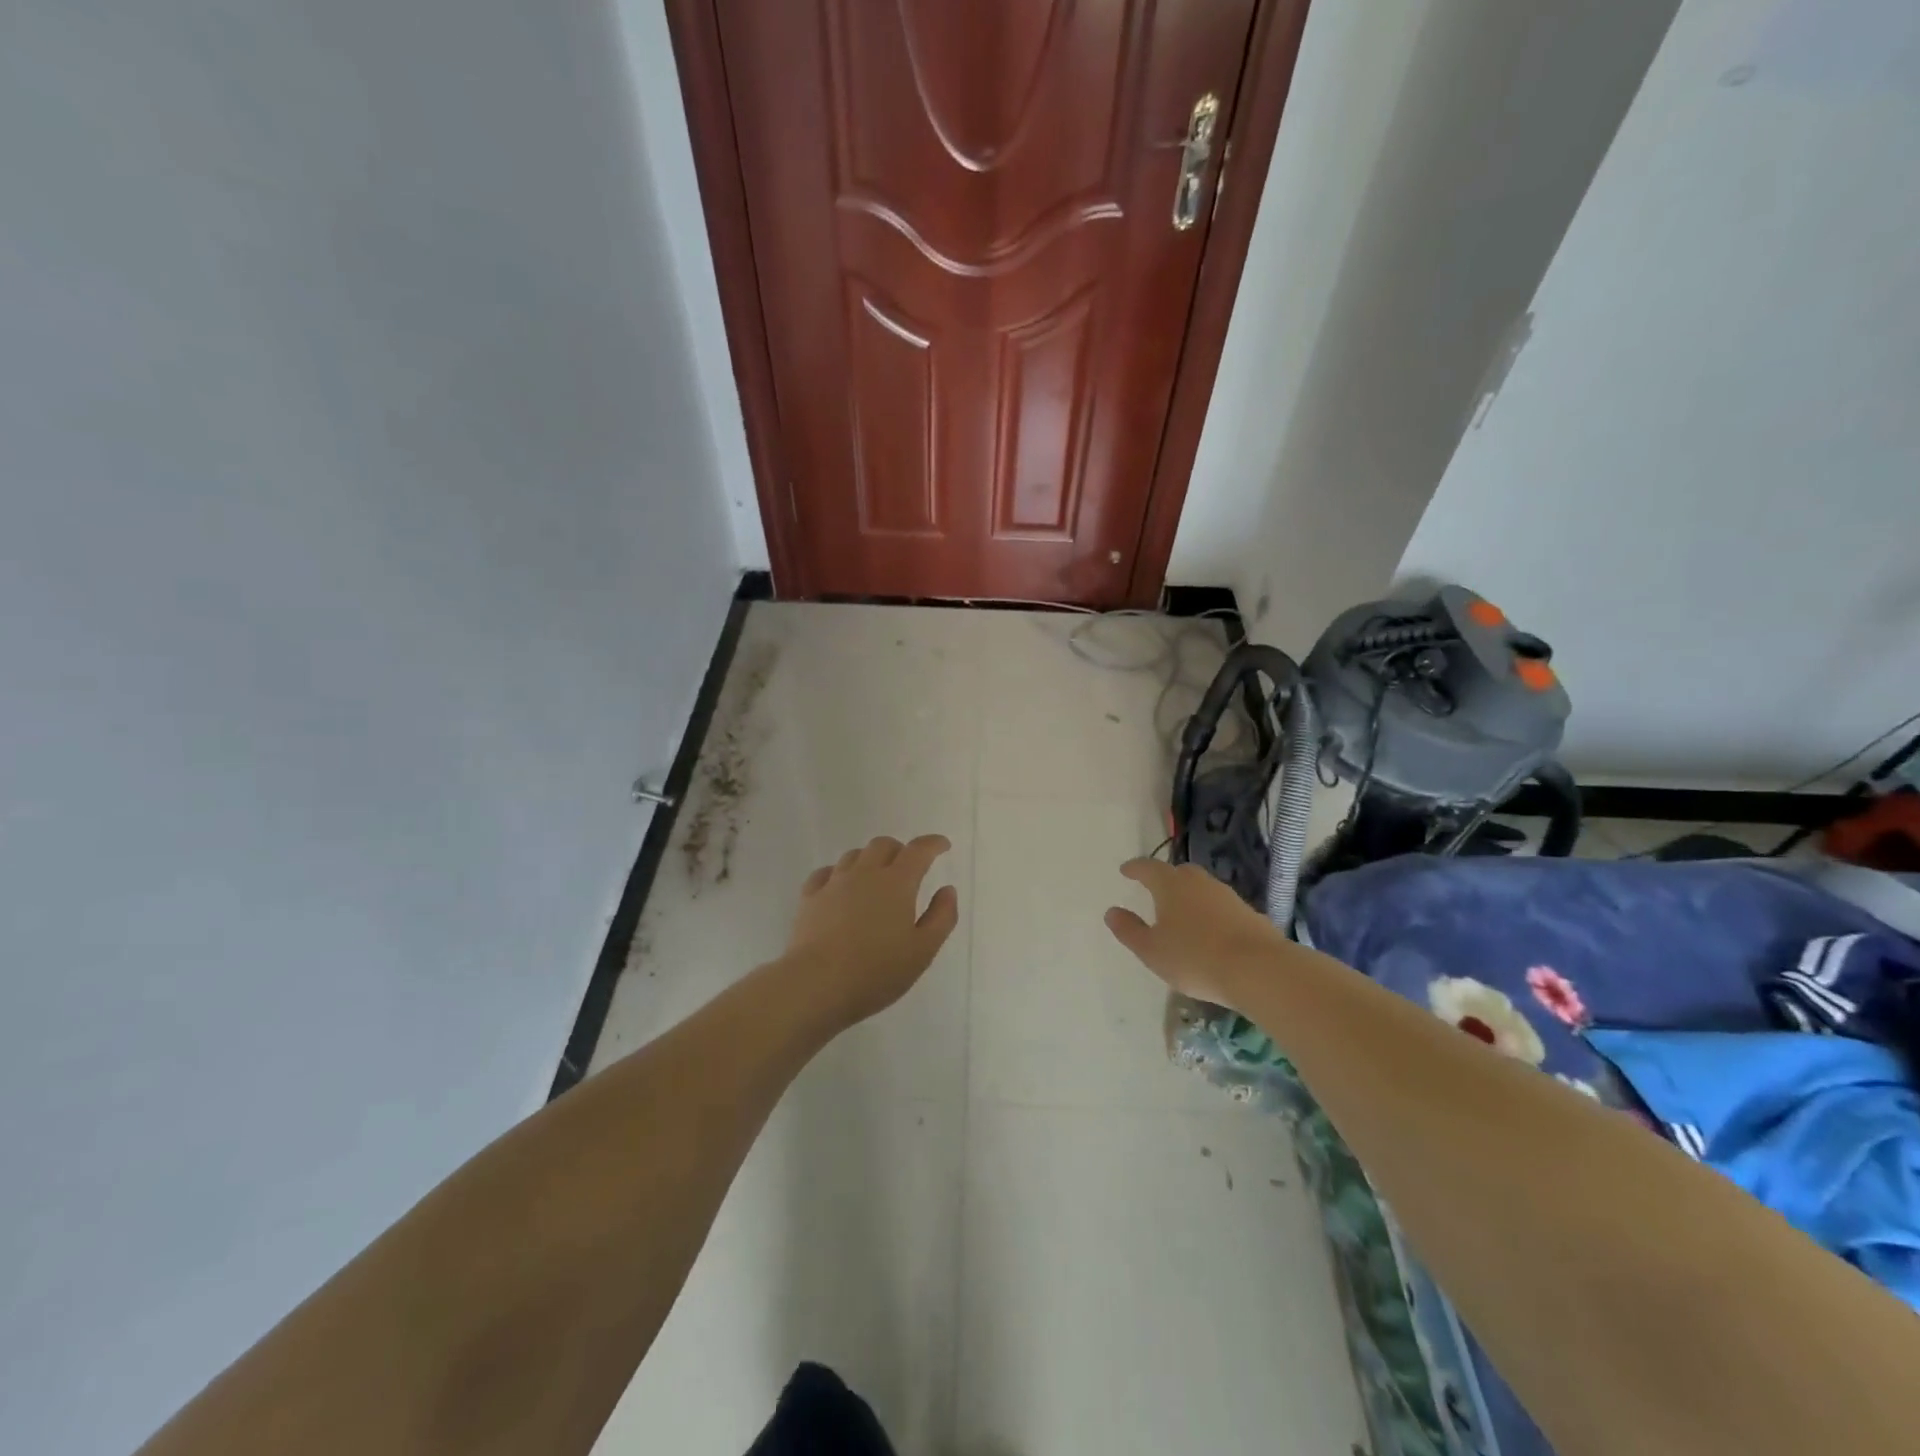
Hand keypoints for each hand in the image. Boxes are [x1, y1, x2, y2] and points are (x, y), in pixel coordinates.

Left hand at [784, 834, 959, 1029]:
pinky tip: (840, 887)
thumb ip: (941, 917)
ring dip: (869, 860)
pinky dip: (839, 874)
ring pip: (854, 856)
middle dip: (900, 850)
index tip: (943, 845)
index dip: (933, 844)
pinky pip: (826, 873)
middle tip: (908, 867)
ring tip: (876, 879)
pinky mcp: (810, 898)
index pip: (918, 850)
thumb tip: (947, 889)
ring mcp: (834, 883)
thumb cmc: (877, 971)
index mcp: (897, 883)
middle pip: (883, 845)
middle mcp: (865, 873)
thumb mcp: (923, 951)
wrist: (816, 985)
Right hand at [1103, 858, 1288, 1012]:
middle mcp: (1199, 882)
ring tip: (1182, 914)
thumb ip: (1129, 930)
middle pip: (1178, 873)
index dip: (1135, 868)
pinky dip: (1210, 913)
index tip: (1125, 870)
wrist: (1258, 969)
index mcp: (1170, 885)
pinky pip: (1221, 907)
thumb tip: (1112, 911)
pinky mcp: (1249, 913)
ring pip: (1202, 888)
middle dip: (1165, 879)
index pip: (1148, 868)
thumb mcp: (1152, 950)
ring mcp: (1227, 896)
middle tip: (1155, 889)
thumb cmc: (1195, 958)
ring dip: (1189, 896)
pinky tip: (1210, 931)